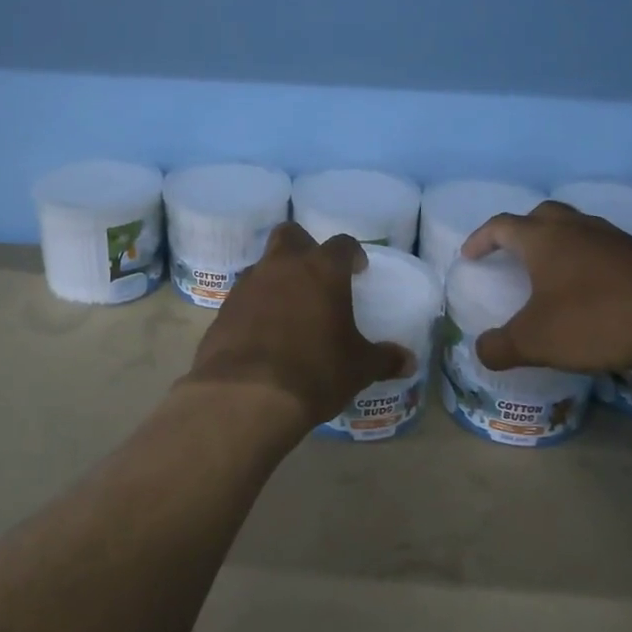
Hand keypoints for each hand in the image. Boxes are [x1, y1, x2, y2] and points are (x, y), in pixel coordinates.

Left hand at [182, 223, 411, 432]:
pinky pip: (244, 297)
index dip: (352, 254)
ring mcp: (248, 285)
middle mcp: (282, 266)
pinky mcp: (223, 310)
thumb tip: (408, 361)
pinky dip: (255, 307)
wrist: (246, 396)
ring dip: (276, 278)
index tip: (358, 269)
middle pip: (290, 235)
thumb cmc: (315, 372)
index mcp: (322, 270)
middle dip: (304, 247)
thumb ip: (384, 359)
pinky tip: (264, 333)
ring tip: (289, 310)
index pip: (342, 244)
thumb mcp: (358, 368)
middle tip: (316, 275)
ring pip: (263, 265)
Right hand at [460, 202, 631, 391]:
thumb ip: (500, 347)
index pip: (501, 226)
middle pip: (541, 215)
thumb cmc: (597, 321)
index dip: (480, 239)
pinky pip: (605, 248)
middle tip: (512, 255)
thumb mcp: (537, 342)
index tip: (469, 257)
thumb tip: (479, 350)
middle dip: (521, 231)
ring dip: (559, 244)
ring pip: (577, 228)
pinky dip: (589, 261)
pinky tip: (594, 291)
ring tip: (552, 274)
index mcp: (543, 239)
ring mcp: (615, 239)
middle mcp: (577, 228)